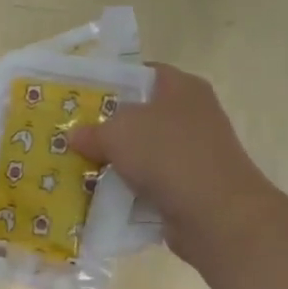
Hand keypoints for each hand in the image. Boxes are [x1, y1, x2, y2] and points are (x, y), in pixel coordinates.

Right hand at [69, 64, 276, 262]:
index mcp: (182, 88)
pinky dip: (129, 191)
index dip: (112, 84)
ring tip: (78, 169)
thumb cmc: (168, 155)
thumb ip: (92, 131)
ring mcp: (193, 154)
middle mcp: (192, 116)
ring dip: (116, 164)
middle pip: (140, 117)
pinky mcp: (190, 187)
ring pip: (143, 153)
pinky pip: (150, 184)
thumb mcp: (118, 133)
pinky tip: (101, 199)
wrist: (215, 214)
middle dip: (107, 129)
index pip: (143, 75)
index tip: (81, 99)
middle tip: (72, 138)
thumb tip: (74, 135)